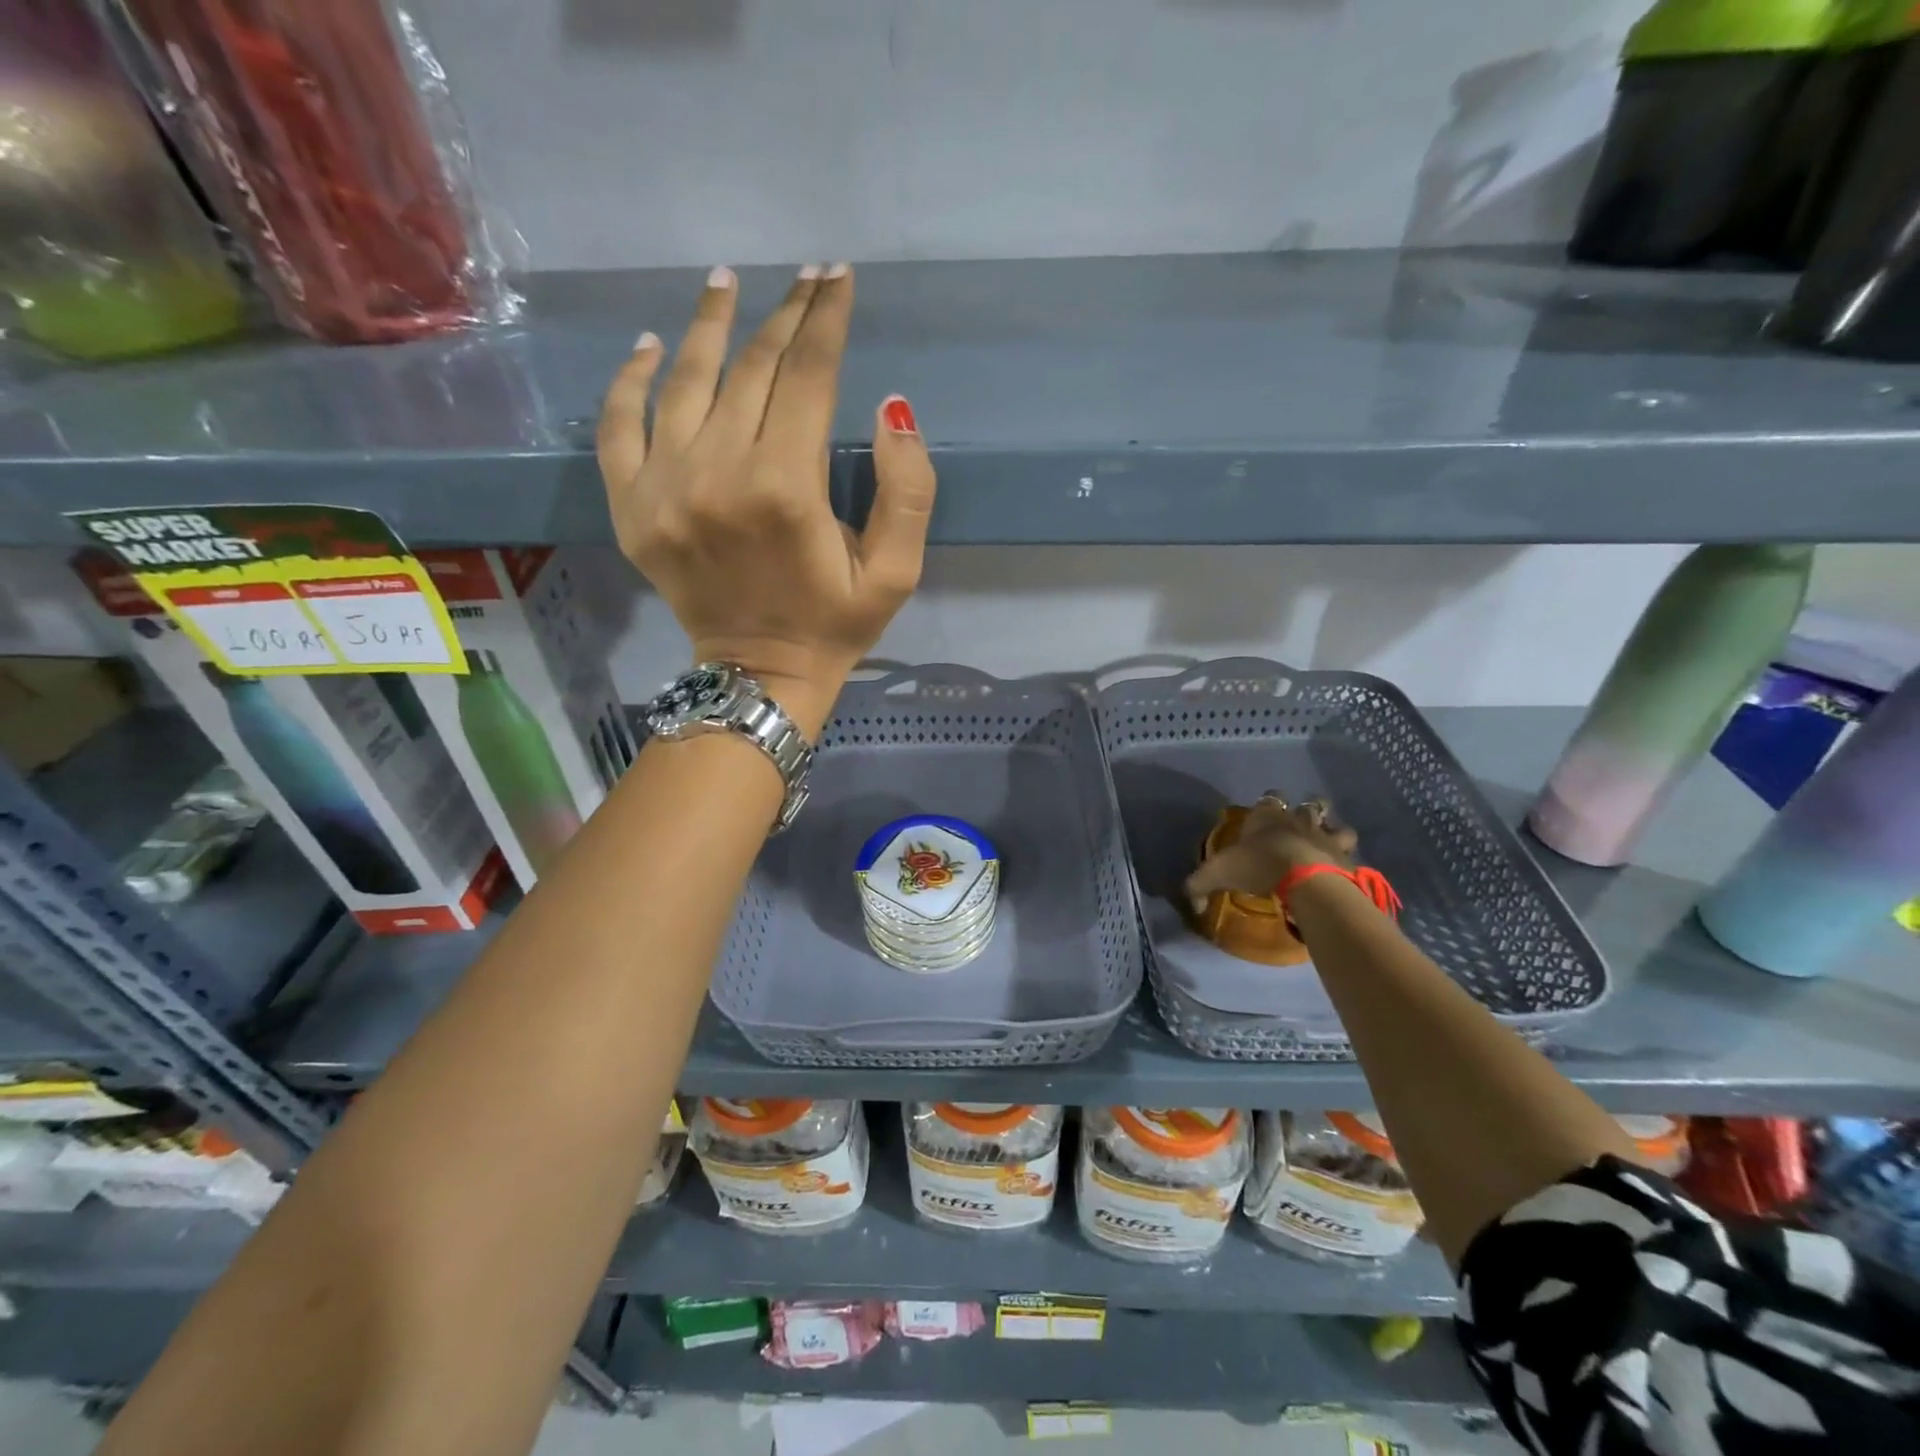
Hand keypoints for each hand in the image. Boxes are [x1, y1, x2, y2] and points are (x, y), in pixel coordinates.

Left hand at [597, 264, 936, 736]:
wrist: (758, 677)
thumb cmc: (834, 625)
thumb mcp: (895, 573)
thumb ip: (907, 491)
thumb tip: (891, 405)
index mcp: (784, 489)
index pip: (806, 377)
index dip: (826, 320)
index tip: (838, 277)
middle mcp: (715, 474)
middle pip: (749, 369)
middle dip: (783, 316)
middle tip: (804, 278)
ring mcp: (662, 489)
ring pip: (685, 381)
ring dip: (709, 326)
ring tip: (726, 282)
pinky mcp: (630, 509)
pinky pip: (618, 426)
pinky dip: (630, 380)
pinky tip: (651, 346)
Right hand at [1183, 794, 1358, 912]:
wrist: (1304, 877)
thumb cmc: (1257, 865)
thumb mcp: (1217, 874)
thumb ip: (1199, 885)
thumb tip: (1193, 903)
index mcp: (1266, 816)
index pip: (1268, 799)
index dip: (1268, 804)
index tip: (1265, 815)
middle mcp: (1297, 819)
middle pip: (1309, 804)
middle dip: (1307, 810)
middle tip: (1303, 824)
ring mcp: (1325, 835)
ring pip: (1335, 823)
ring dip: (1333, 829)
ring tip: (1328, 841)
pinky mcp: (1345, 856)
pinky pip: (1349, 851)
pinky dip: (1346, 857)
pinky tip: (1341, 868)